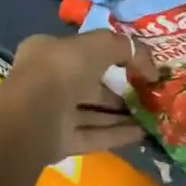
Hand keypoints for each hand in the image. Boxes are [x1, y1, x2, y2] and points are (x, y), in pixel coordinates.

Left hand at [0, 31, 151, 165]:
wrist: (34, 113)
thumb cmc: (64, 67)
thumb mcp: (101, 43)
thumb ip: (127, 49)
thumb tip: (151, 67)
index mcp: (48, 52)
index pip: (81, 52)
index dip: (108, 56)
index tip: (133, 64)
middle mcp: (47, 81)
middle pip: (88, 85)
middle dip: (117, 90)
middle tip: (146, 93)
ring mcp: (52, 114)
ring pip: (91, 113)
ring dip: (120, 114)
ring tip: (150, 115)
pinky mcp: (58, 142)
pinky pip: (92, 136)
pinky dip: (116, 135)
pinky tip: (142, 133)